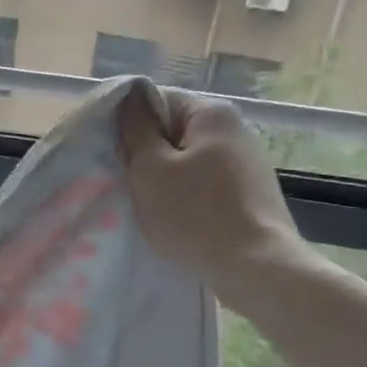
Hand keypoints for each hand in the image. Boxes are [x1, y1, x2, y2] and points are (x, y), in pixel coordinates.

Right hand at [115, 83, 309, 308]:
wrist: (255, 268)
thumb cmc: (194, 213)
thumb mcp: (150, 169)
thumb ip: (136, 130)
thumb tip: (128, 98)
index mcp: (212, 114)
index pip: (156, 100)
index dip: (128, 123)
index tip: (111, 152)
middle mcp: (234, 130)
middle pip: (173, 131)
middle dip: (145, 154)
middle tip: (124, 181)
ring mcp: (245, 164)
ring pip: (186, 162)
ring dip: (162, 179)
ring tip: (145, 204)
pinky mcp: (248, 195)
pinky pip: (203, 185)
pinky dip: (183, 197)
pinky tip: (173, 220)